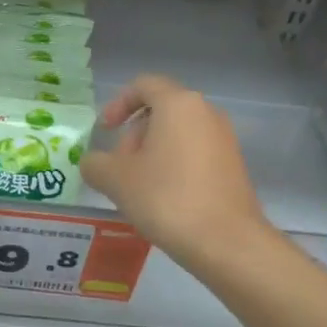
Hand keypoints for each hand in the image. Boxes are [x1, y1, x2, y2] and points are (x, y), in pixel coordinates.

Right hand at [81, 75, 269, 267]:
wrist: (226, 241)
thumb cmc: (166, 198)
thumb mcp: (116, 180)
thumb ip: (95, 163)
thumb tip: (93, 162)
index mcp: (178, 104)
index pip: (143, 85)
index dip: (117, 104)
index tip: (104, 131)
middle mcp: (206, 112)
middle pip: (161, 110)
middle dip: (134, 135)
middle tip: (118, 168)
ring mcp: (224, 139)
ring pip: (178, 134)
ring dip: (152, 153)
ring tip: (137, 188)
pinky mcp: (233, 165)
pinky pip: (195, 153)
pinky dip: (173, 166)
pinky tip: (163, 199)